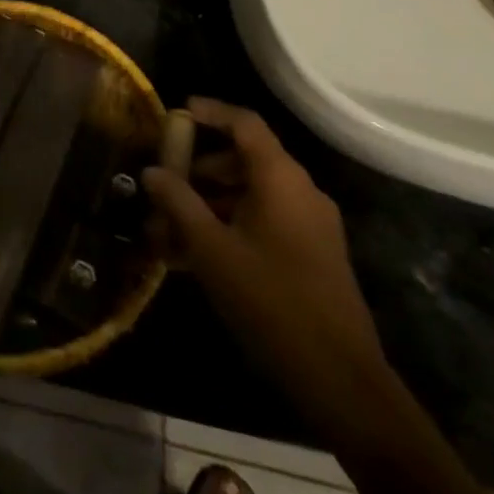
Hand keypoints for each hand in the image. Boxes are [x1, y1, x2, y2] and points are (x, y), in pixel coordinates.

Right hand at [143, 97, 382, 384]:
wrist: (341, 381)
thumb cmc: (271, 302)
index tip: (176, 113)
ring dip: (208, 205)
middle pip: (244, 159)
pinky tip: (193, 258)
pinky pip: (263, 223)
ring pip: (250, 196)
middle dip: (199, 170)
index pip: (245, 123)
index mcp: (281, 179)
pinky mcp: (311, 256)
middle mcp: (300, 191)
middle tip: (163, 185)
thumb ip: (179, 204)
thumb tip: (151, 171)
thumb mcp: (212, 251)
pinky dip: (229, 228)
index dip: (210, 112)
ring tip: (167, 230)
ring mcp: (309, 225)